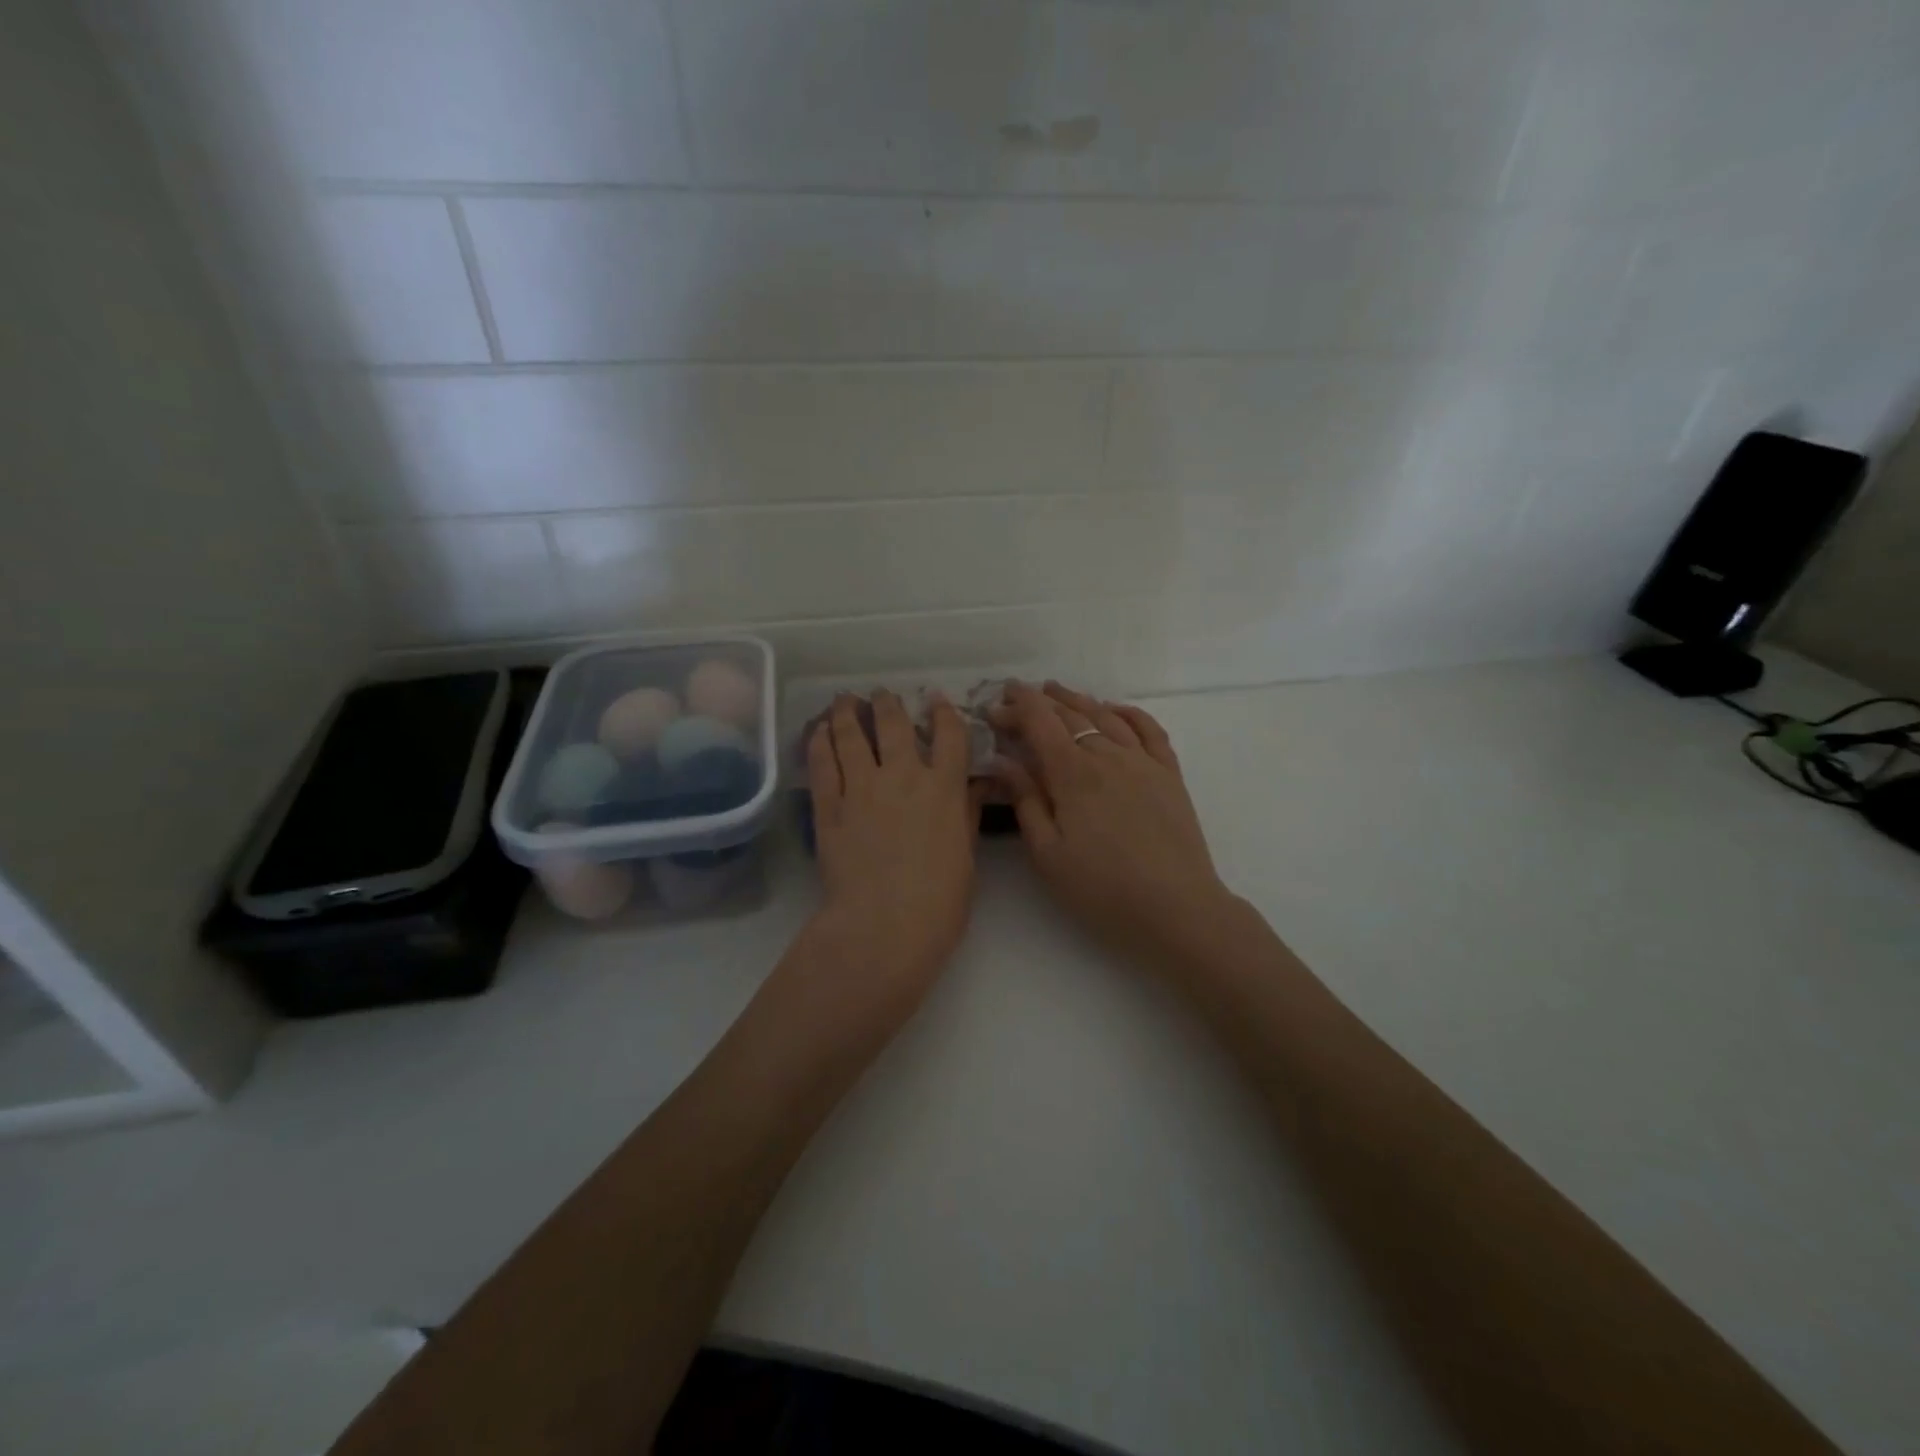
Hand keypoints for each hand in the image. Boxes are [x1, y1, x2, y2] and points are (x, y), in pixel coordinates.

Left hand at [805, 691, 982, 1012]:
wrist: (884, 926)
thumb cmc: (940, 902)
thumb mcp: (966, 857)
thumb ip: (967, 815)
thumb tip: (975, 786)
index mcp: (944, 788)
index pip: (949, 736)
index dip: (943, 713)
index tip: (936, 699)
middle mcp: (903, 777)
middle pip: (893, 725)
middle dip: (888, 704)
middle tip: (881, 694)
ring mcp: (862, 788)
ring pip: (851, 736)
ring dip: (847, 713)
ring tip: (844, 700)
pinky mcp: (829, 807)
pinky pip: (823, 764)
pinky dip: (820, 743)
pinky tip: (818, 731)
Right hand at [991, 682, 1234, 970]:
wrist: (1176, 908)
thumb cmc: (1102, 888)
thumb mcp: (1048, 853)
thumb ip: (1025, 800)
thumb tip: (1001, 759)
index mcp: (1073, 774)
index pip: (1040, 723)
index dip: (1016, 708)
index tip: (995, 704)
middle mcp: (1108, 756)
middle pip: (1070, 715)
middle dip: (1039, 702)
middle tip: (1017, 697)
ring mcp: (1143, 762)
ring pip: (1106, 716)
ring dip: (1078, 700)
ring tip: (1057, 691)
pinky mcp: (1169, 775)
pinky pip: (1149, 729)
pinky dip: (1128, 712)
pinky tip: (1114, 709)